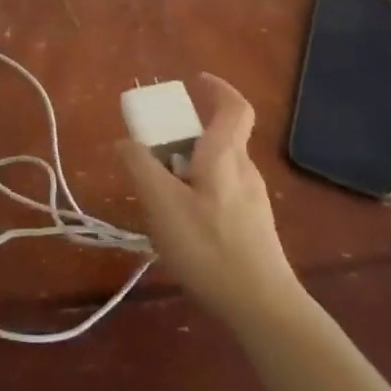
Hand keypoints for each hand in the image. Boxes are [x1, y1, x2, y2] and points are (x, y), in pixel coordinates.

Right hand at [117, 74, 301, 327]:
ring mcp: (254, 201)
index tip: (195, 81)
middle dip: (188, 133)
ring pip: (220, 167)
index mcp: (226, 154)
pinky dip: (201, 191)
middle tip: (157, 147)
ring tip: (162, 193)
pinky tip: (183, 225)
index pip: (234, 106)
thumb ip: (140, 167)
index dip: (217, 88)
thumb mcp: (162, 204)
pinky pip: (224, 193)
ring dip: (192, 166)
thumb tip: (126, 142)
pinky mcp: (254, 228)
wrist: (264, 309)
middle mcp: (245, 170)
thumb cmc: (210, 247)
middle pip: (221, 136)